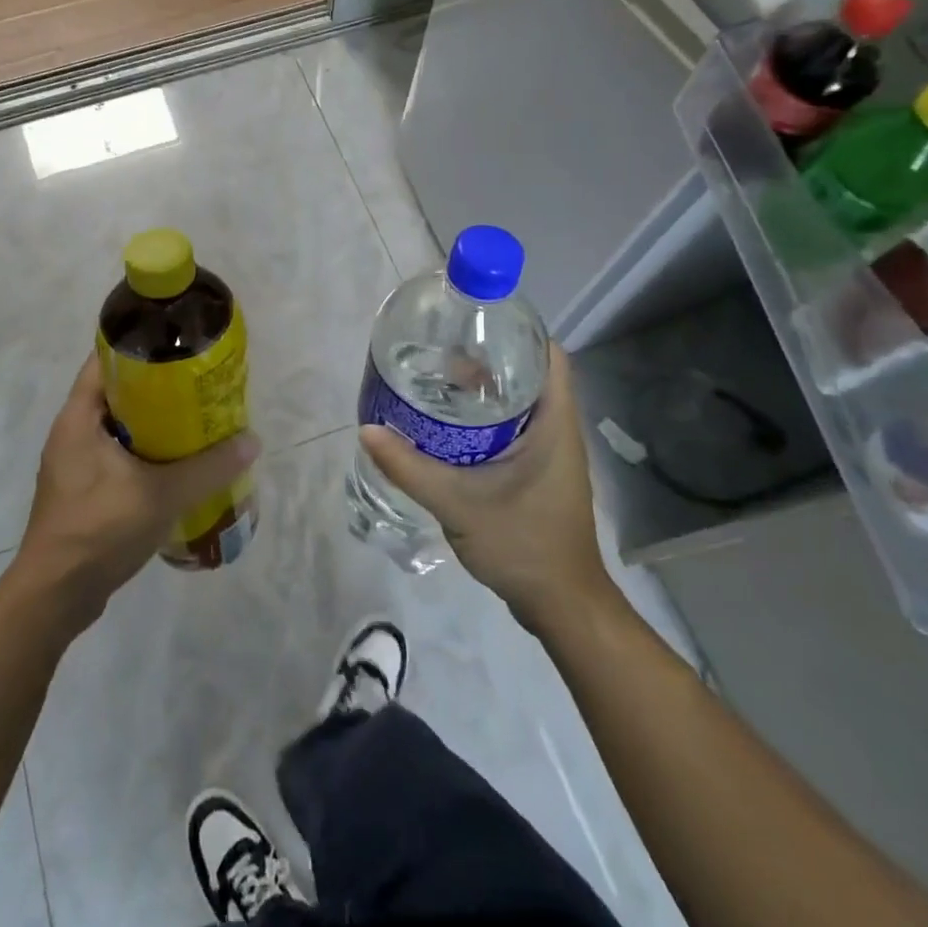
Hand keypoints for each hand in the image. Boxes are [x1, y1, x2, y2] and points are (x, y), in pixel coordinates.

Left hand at [6, 353, 259, 632]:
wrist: (55, 597)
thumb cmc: (99, 530)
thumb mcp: (161, 494)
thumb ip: (209, 468)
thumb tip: (252, 441)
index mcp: (79, 417)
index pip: (105, 360)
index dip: (141, 345)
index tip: (180, 344)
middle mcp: (73, 432)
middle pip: (118, 393)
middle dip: (159, 388)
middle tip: (200, 385)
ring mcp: (76, 464)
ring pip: (121, 428)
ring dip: (155, 424)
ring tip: (198, 422)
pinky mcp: (84, 491)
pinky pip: (119, 456)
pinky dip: (147, 453)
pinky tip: (179, 465)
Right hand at [360, 346, 621, 631]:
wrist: (560, 606)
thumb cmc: (523, 545)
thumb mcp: (459, 504)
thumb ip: (410, 468)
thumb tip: (367, 430)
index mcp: (554, 424)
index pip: (549, 356)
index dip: (518, 331)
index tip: (476, 320)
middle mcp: (557, 430)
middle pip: (528, 375)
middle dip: (487, 357)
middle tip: (441, 348)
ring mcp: (549, 453)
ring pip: (519, 404)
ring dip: (484, 390)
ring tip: (438, 379)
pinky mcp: (537, 473)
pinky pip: (513, 429)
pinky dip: (484, 419)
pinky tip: (449, 426)